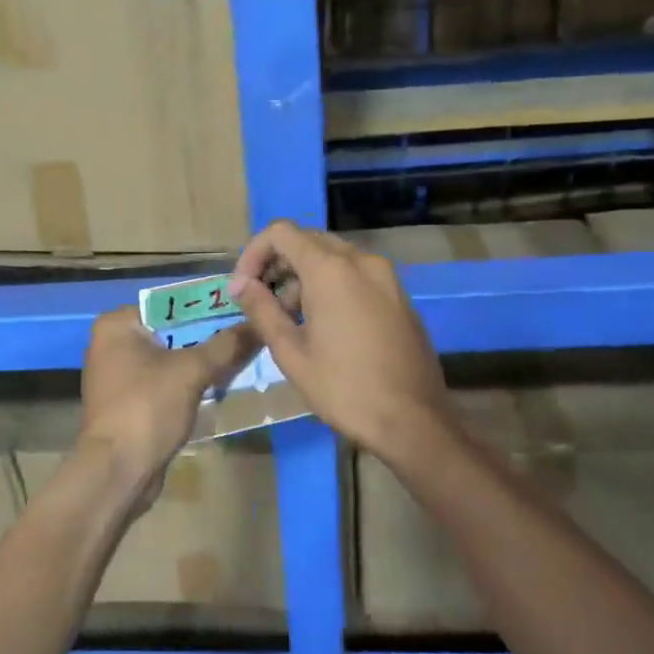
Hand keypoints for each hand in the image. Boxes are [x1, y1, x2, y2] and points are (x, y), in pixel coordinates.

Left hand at [76, 304, 258, 505]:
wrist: (117, 471)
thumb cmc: (147, 407)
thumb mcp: (192, 371)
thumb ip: (226, 345)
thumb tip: (259, 324)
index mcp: (117, 325)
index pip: (170, 304)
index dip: (208, 307)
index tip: (242, 311)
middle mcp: (112, 343)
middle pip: (172, 331)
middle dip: (208, 336)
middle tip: (247, 336)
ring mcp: (118, 375)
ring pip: (171, 358)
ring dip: (202, 361)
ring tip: (241, 359)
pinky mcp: (129, 402)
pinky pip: (166, 381)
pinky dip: (189, 383)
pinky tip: (220, 385)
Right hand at [228, 221, 450, 461]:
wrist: (414, 420)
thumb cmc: (344, 388)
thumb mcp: (291, 352)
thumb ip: (262, 310)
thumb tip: (240, 284)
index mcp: (331, 269)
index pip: (281, 233)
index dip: (254, 253)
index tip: (243, 287)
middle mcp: (361, 261)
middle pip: (308, 241)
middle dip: (278, 264)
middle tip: (262, 302)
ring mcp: (386, 277)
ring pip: (334, 257)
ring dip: (304, 277)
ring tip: (290, 320)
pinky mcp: (399, 296)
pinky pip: (356, 274)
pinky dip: (332, 285)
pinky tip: (324, 326)